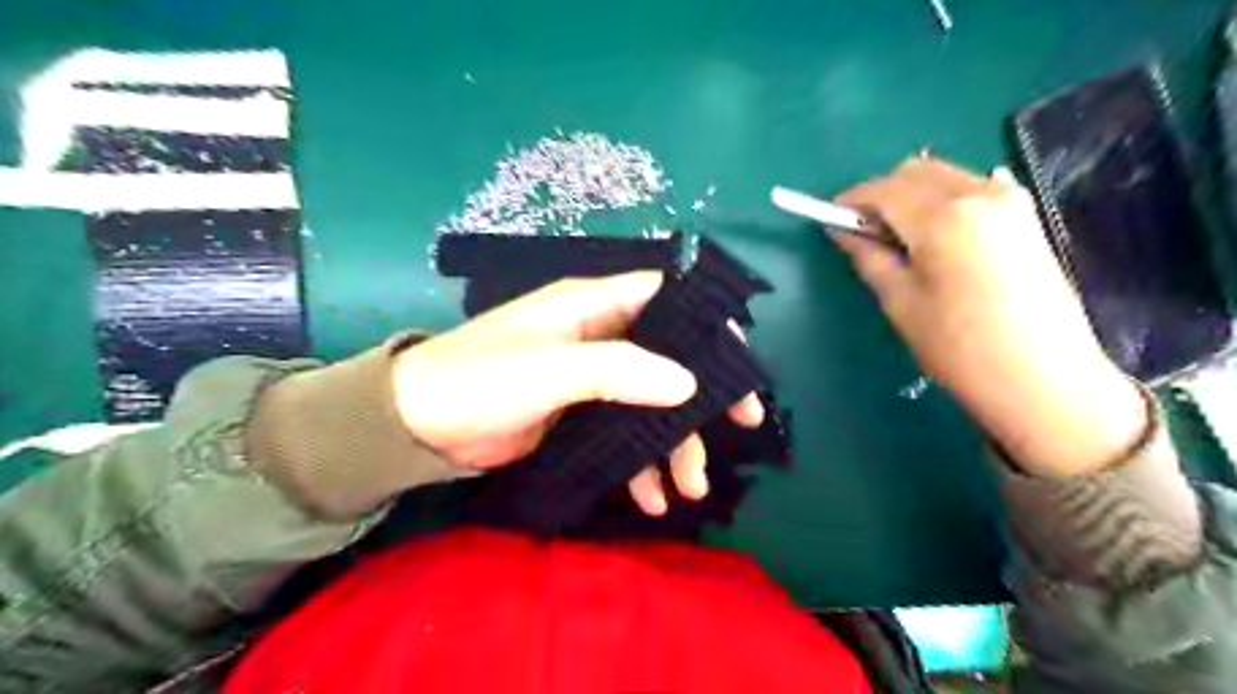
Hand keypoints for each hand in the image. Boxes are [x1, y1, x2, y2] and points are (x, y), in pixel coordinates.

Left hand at [393, 272, 765, 513]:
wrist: (417, 426)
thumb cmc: (479, 378)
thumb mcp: (550, 369)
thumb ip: (619, 371)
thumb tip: (688, 385)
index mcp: (592, 307)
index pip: (665, 298)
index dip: (706, 321)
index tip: (739, 358)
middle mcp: (599, 337)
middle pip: (669, 357)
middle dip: (703, 395)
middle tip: (742, 426)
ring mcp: (591, 380)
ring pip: (651, 404)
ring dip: (673, 443)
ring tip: (690, 488)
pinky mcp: (578, 417)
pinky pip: (623, 436)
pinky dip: (639, 465)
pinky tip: (651, 498)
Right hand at [835, 158, 1143, 473]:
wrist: (1044, 379)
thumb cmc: (959, 348)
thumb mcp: (900, 303)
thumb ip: (869, 257)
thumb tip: (844, 231)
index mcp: (943, 218)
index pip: (884, 190)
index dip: (852, 200)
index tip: (832, 218)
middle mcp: (979, 194)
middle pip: (915, 172)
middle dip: (883, 194)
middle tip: (866, 234)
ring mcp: (1011, 201)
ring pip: (945, 177)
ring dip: (913, 196)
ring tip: (901, 241)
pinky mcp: (1027, 217)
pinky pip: (973, 189)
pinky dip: (944, 202)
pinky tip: (938, 238)